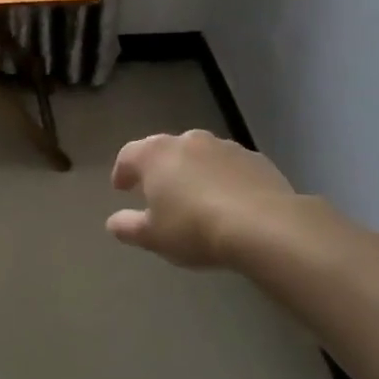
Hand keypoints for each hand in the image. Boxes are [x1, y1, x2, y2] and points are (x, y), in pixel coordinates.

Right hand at [106, 130, 300, 269]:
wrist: (265, 227)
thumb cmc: (195, 229)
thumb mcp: (153, 237)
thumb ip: (128, 227)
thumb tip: (114, 222)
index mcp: (155, 155)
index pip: (128, 155)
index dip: (122, 171)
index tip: (121, 188)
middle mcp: (188, 141)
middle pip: (165, 150)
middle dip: (159, 169)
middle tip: (157, 191)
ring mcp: (226, 147)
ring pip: (200, 156)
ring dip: (193, 172)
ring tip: (195, 198)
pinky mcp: (257, 160)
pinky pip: (229, 167)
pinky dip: (222, 179)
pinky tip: (228, 203)